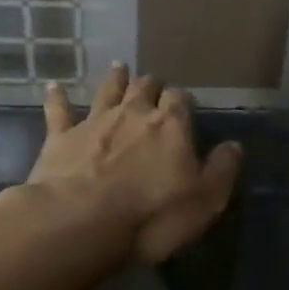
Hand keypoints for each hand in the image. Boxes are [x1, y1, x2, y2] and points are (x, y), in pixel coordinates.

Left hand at [28, 63, 242, 263]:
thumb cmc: (152, 216)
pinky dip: (57, 97)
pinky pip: (59, 110)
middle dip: (151, 85)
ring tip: (119, 67)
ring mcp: (94, 122)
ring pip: (107, 91)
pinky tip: (54, 86)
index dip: (183, 102)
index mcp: (171, 125)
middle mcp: (133, 113)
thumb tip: (234, 146)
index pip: (181, 100)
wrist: (81, 222)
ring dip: (115, 79)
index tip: (184, 107)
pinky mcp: (60, 137)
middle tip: (153, 86)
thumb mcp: (205, 201)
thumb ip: (222, 170)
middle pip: (145, 88)